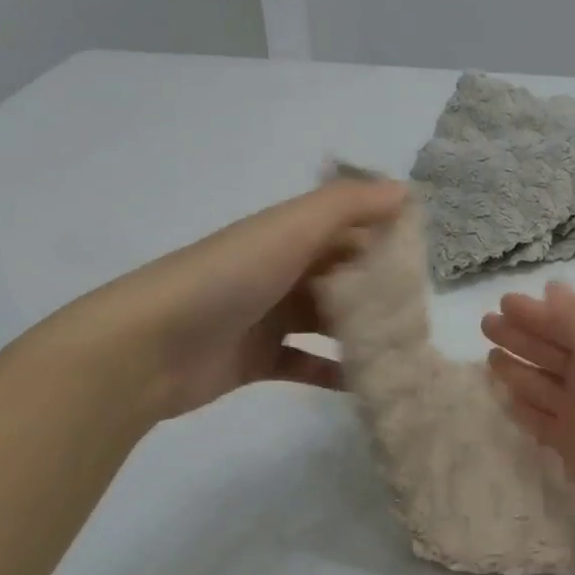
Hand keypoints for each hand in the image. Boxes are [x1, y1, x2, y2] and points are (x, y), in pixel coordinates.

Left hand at [96, 178, 408, 422]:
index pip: (347, 230)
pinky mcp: (256, 360)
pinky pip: (306, 364)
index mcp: (285, 235)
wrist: (148, 347)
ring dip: (360, 333)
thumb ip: (347, 205)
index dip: (384, 240)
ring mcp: (266, 317)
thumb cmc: (227, 278)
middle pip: (340, 277)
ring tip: (403, 350)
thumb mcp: (289, 229)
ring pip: (326, 322)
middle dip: (378, 292)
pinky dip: (333, 372)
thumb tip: (405, 190)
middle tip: (419, 315)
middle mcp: (278, 270)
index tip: (426, 264)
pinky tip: (367, 384)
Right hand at [482, 282, 574, 528]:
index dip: (536, 313)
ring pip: (544, 386)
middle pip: (552, 352)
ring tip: (489, 360)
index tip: (501, 303)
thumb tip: (553, 287)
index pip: (567, 324)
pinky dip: (525, 408)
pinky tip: (506, 399)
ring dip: (519, 370)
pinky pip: (543, 421)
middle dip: (520, 337)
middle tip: (485, 326)